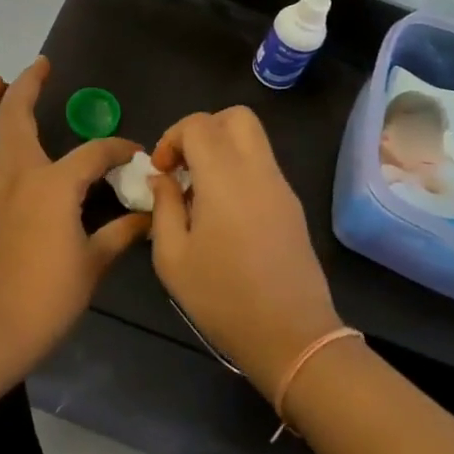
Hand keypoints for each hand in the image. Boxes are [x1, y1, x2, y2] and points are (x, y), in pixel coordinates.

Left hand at [0, 59, 149, 377]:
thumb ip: (120, 234)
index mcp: (53, 186)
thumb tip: (147, 217)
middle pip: (16, 118)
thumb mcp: (93, 265)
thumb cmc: (48, 300)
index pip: (93, 153)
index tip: (133, 152)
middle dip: (28, 85)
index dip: (117, 149)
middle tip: (39, 67)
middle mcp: (13, 177)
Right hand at [147, 107, 342, 399]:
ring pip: (253, 140)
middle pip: (236, 117)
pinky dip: (239, 170)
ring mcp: (281, 187)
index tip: (161, 171)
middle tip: (184, 166)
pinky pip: (263, 166)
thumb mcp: (172, 257)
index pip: (199, 124)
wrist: (291, 336)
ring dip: (222, 150)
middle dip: (203, 130)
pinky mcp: (292, 206)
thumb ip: (163, 206)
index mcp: (225, 177)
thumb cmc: (223, 298)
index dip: (172, 138)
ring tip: (200, 192)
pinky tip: (223, 213)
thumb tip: (163, 179)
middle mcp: (258, 170)